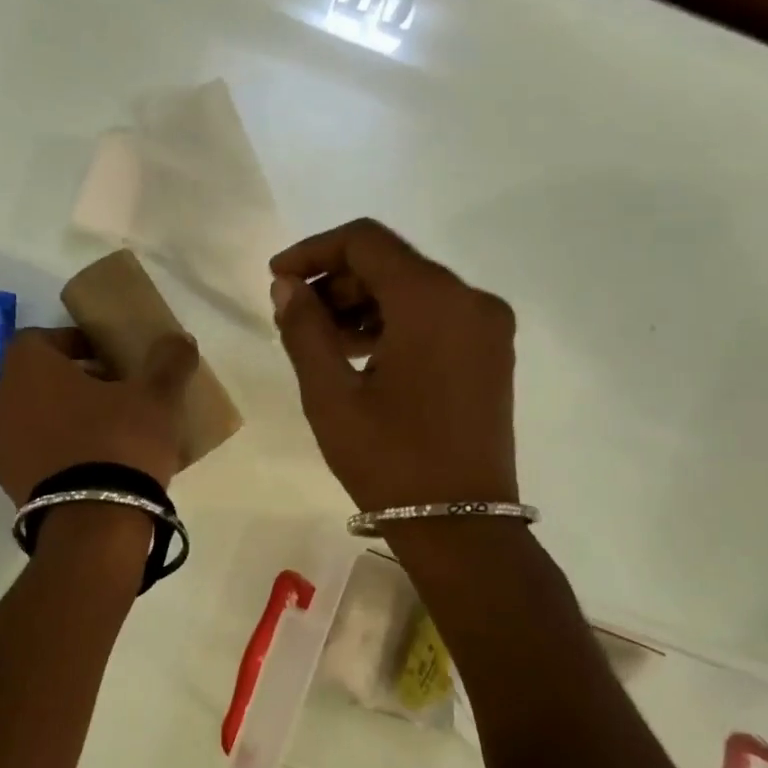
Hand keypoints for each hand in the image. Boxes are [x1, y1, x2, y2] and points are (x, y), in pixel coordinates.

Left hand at [0, 327, 197, 502]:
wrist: (92, 525)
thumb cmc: (119, 443)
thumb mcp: (156, 397)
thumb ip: (168, 361)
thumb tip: (181, 339)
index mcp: (28, 368)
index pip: (41, 339)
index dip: (74, 343)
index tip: (107, 357)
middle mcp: (2, 401)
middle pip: (35, 379)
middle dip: (71, 382)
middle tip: (112, 393)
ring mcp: (1, 446)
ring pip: (32, 417)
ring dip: (61, 418)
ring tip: (104, 432)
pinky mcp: (9, 484)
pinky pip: (33, 454)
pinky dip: (56, 452)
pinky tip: (91, 465)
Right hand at [270, 219, 518, 511]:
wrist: (460, 525)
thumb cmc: (389, 459)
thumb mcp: (330, 395)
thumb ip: (304, 329)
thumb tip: (287, 287)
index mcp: (432, 300)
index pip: (366, 241)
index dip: (313, 250)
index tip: (277, 278)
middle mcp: (469, 299)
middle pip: (392, 263)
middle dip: (336, 280)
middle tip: (293, 315)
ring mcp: (487, 327)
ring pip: (413, 289)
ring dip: (362, 303)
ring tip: (319, 339)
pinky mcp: (490, 353)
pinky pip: (434, 316)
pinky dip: (393, 322)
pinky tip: (358, 353)